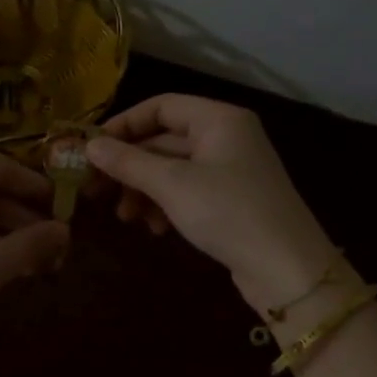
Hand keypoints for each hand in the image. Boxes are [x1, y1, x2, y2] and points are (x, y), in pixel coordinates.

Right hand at [85, 94, 340, 313]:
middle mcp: (226, 137)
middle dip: (130, 166)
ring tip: (125, 218)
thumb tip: (89, 144)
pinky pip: (187, 191)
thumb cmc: (228, 213)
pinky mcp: (231, 200)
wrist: (287, 269)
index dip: (124, 125)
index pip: (161, 106)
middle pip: (164, 140)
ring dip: (144, 190)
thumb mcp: (172, 185)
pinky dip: (165, 205)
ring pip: (173, 169)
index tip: (92, 150)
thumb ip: (128, 162)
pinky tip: (155, 229)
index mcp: (219, 119)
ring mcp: (231, 169)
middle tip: (96, 191)